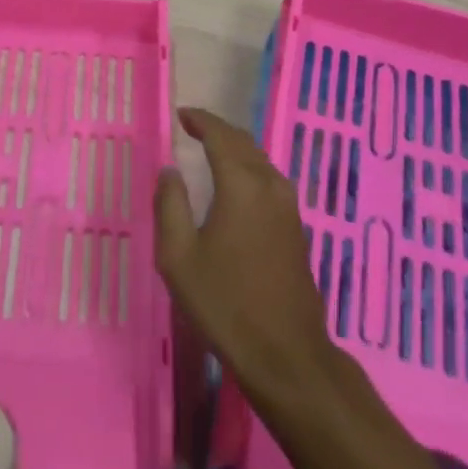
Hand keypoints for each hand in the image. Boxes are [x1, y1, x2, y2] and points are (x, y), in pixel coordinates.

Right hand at [154, 108, 341, 407]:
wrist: (286, 354)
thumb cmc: (225, 303)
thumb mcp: (179, 257)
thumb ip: (170, 205)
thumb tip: (170, 170)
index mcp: (241, 184)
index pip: (220, 135)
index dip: (200, 120)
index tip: (182, 115)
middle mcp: (270, 185)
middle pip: (244, 143)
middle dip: (218, 131)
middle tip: (193, 129)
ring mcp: (289, 207)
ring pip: (260, 161)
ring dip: (236, 150)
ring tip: (212, 152)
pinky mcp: (297, 228)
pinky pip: (270, 181)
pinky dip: (249, 169)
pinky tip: (237, 186)